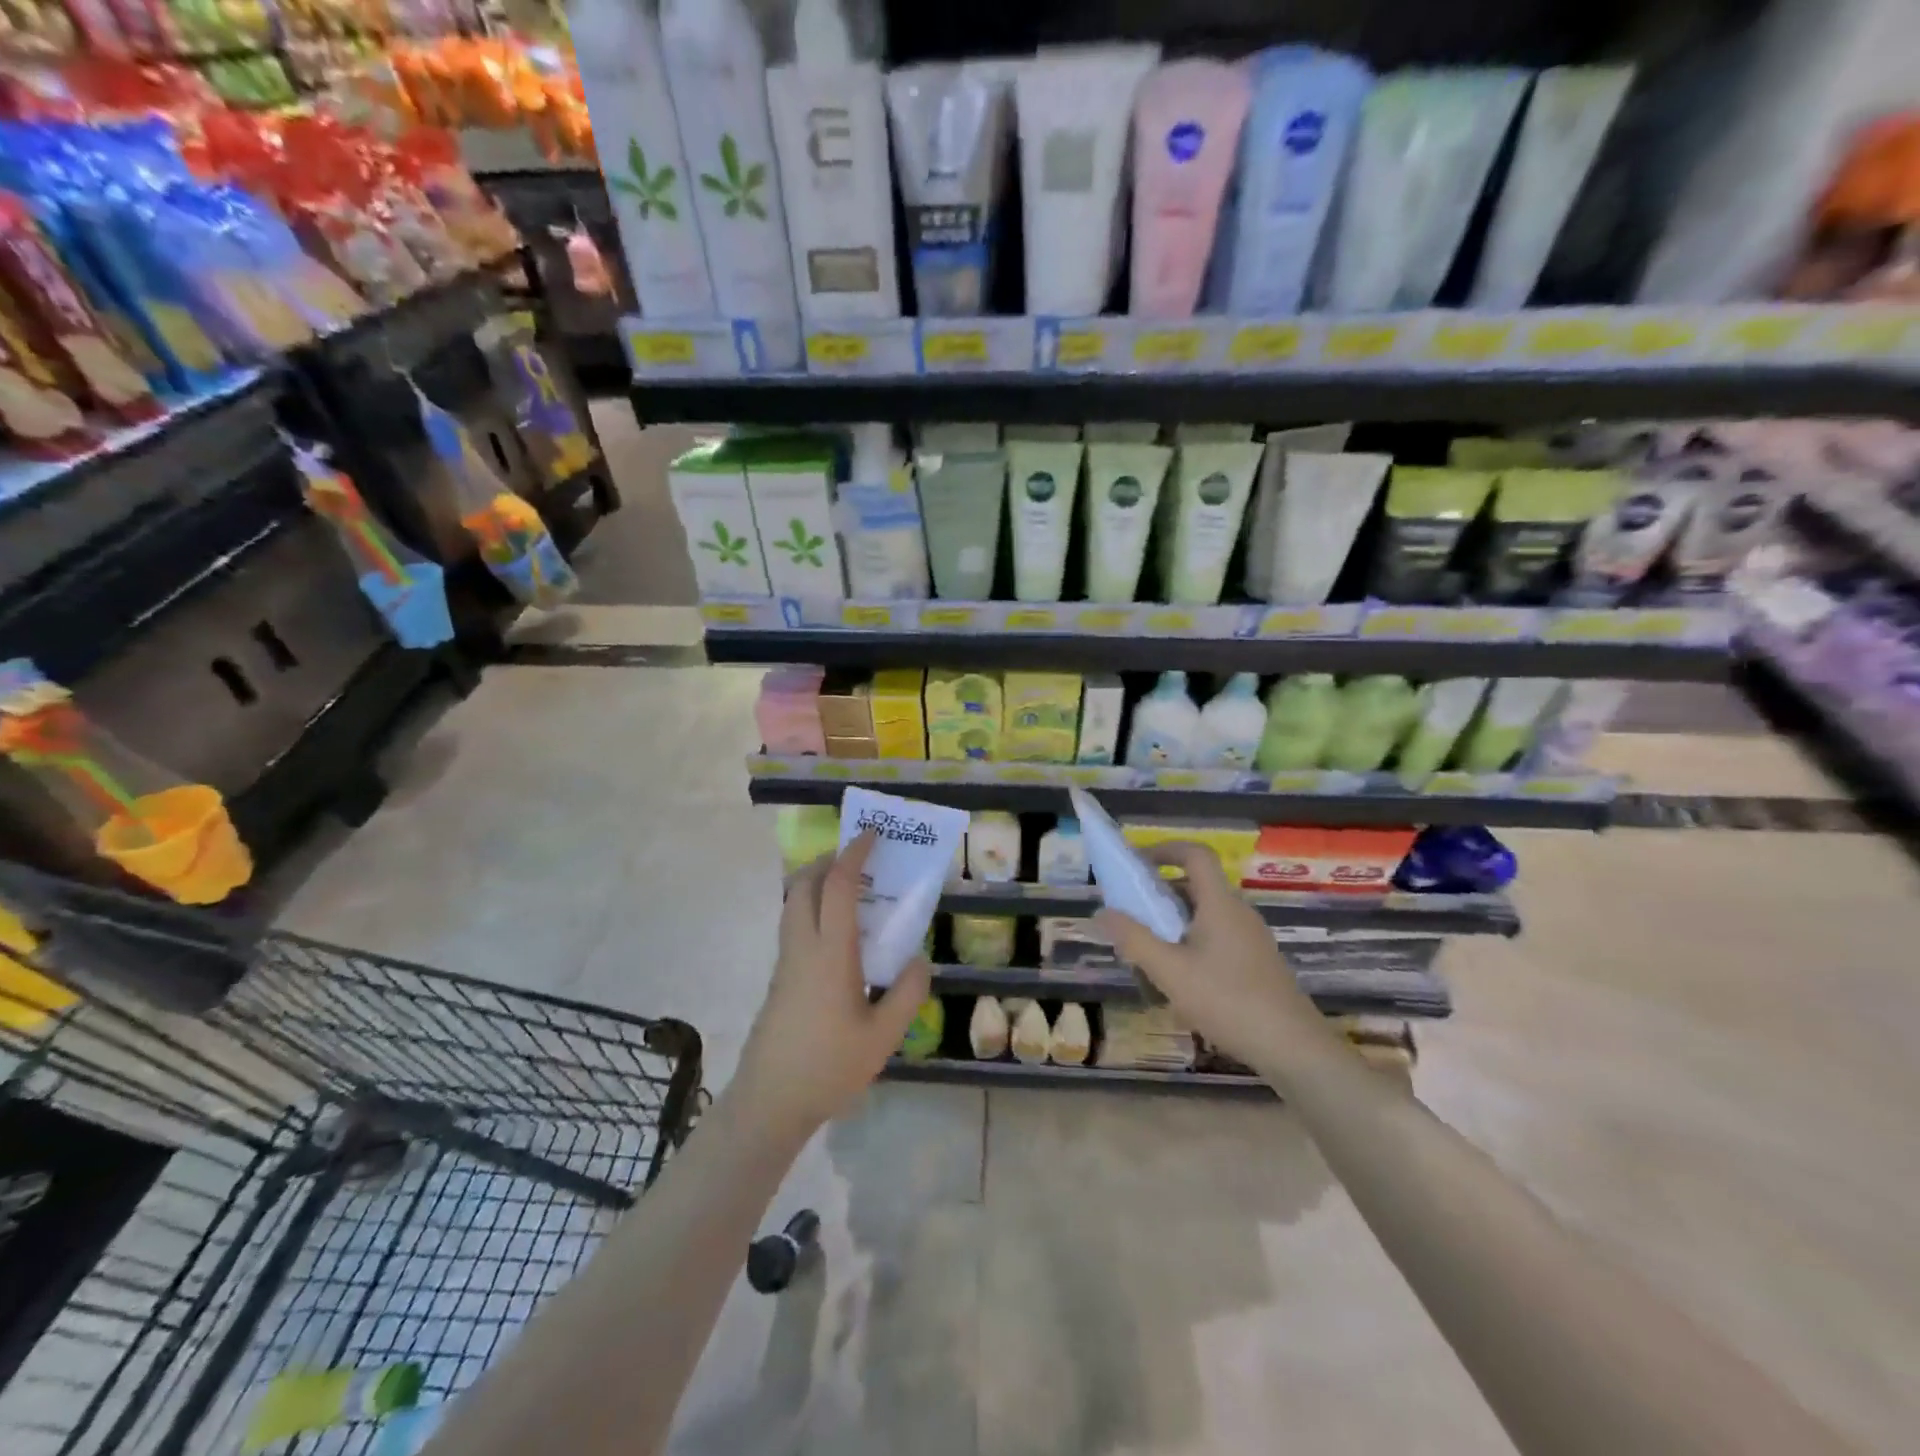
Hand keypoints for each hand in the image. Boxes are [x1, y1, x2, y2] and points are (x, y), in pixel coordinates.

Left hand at [731, 830, 932, 1142]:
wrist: (769, 1102)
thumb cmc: (829, 1067)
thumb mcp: (883, 1036)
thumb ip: (906, 993)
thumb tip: (919, 959)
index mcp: (830, 953)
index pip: (837, 886)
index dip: (853, 853)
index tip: (872, 834)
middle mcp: (802, 947)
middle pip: (803, 884)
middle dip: (828, 860)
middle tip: (859, 858)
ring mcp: (785, 962)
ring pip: (793, 903)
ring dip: (817, 883)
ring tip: (851, 890)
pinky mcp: (779, 978)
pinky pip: (794, 925)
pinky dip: (813, 908)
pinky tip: (839, 935)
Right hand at [1093, 841, 1334, 1075]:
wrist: (1293, 1048)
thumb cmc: (1228, 1001)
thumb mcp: (1170, 972)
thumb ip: (1134, 939)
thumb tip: (1101, 912)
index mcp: (1220, 903)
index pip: (1195, 854)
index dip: (1164, 850)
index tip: (1135, 864)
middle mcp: (1238, 912)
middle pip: (1196, 885)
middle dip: (1160, 894)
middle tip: (1132, 915)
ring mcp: (1251, 938)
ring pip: (1205, 915)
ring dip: (1174, 923)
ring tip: (1149, 953)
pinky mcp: (1257, 963)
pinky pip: (1217, 937)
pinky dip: (1191, 943)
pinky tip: (1180, 982)